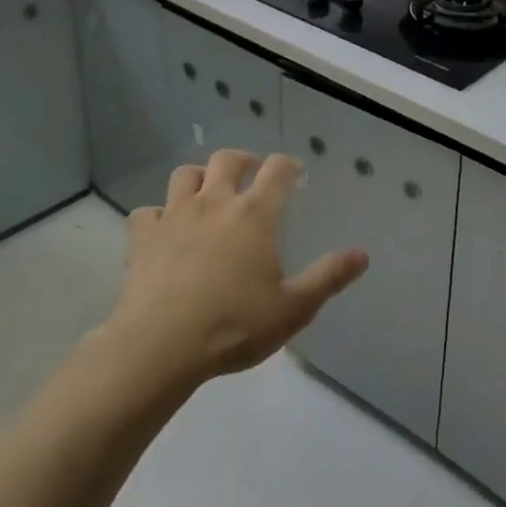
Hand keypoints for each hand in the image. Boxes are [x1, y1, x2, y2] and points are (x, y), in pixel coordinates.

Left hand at [106, 150, 367, 393]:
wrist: (160, 347)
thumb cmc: (234, 325)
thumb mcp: (293, 308)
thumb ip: (329, 277)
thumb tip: (363, 254)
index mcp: (255, 214)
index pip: (277, 170)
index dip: (289, 165)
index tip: (295, 172)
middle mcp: (215, 202)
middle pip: (228, 159)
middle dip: (243, 160)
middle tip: (251, 173)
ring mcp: (174, 216)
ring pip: (185, 175)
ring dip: (199, 178)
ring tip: (206, 194)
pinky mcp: (142, 237)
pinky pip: (147, 212)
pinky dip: (157, 215)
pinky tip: (163, 231)